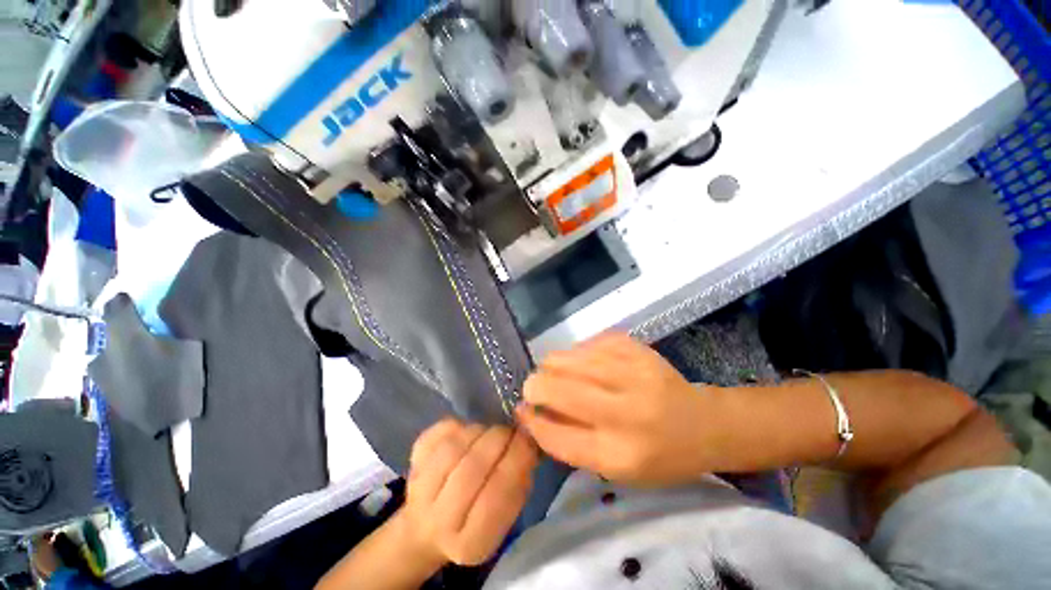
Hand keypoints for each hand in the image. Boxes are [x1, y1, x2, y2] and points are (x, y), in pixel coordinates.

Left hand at [399, 420, 538, 566]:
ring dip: (480, 432)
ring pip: (454, 447)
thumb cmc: (476, 520)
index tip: (529, 439)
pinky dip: (458, 425)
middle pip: (472, 467)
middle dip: (499, 440)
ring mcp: (419, 492)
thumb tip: (528, 441)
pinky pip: (437, 433)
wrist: (426, 529)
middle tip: (512, 431)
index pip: (498, 494)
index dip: (516, 458)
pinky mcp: (412, 464)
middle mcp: (439, 522)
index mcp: (470, 543)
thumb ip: (519, 481)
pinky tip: (467, 432)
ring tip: (491, 433)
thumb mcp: (506, 514)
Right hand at [517, 333, 714, 484]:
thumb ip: (572, 443)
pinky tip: (582, 361)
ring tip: (555, 371)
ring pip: (570, 359)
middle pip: (560, 390)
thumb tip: (532, 414)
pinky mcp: (636, 348)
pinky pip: (589, 343)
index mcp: (621, 455)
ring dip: (552, 365)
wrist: (703, 424)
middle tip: (534, 387)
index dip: (531, 422)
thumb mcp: (616, 469)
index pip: (557, 436)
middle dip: (535, 386)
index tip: (520, 410)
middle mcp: (627, 413)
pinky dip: (577, 352)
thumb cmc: (659, 456)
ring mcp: (634, 373)